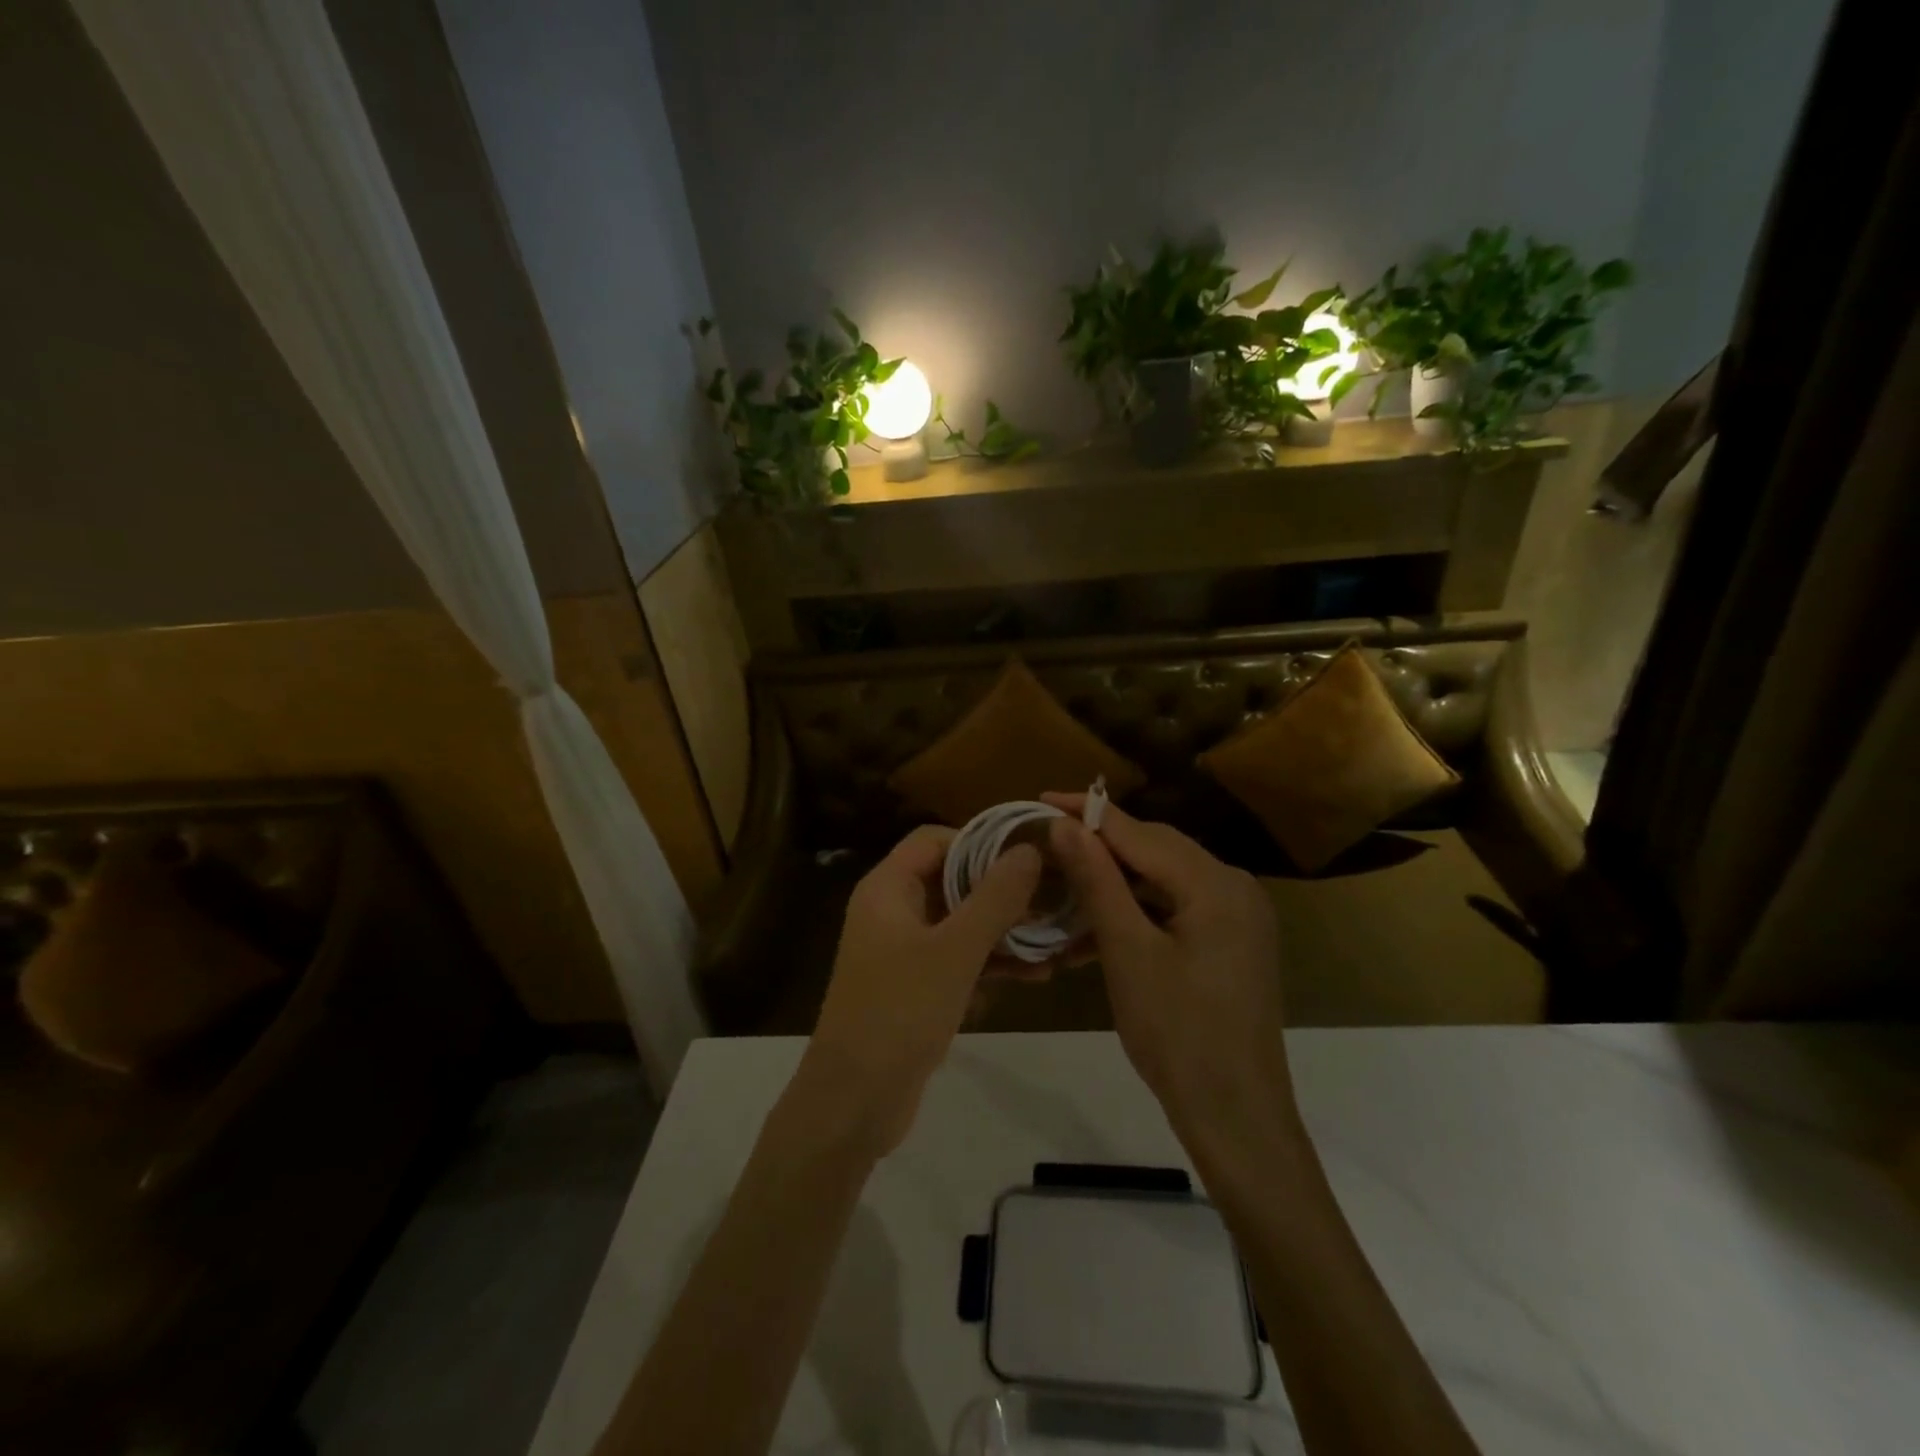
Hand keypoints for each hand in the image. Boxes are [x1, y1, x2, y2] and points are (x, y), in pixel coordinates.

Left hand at [797, 826, 1042, 1157]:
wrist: (853, 1104)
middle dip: (1002, 890)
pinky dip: (991, 963)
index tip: (1028, 855)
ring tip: (1056, 939)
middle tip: (1054, 897)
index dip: (980, 841)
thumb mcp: (955, 951)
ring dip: (1004, 930)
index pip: (934, 839)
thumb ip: (994, 898)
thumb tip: (1029, 850)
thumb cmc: (900, 1013)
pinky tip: (1036, 975)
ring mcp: (903, 951)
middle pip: (951, 880)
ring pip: (960, 923)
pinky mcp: (916, 987)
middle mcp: (892, 911)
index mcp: (887, 889)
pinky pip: (958, 960)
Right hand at [1044, 796, 1296, 1146]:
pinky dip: (1135, 916)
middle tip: (1046, 843)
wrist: (1237, 1118)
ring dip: (1113, 886)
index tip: (1040, 799)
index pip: (1140, 833)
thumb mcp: (1128, 953)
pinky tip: (1092, 933)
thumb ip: (1097, 881)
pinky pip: (1175, 911)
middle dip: (1099, 847)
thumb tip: (1064, 825)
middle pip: (1155, 851)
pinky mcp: (1230, 943)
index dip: (1087, 815)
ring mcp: (1236, 917)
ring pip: (1162, 882)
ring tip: (1060, 888)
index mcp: (1215, 884)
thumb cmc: (1178, 1035)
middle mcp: (1234, 888)